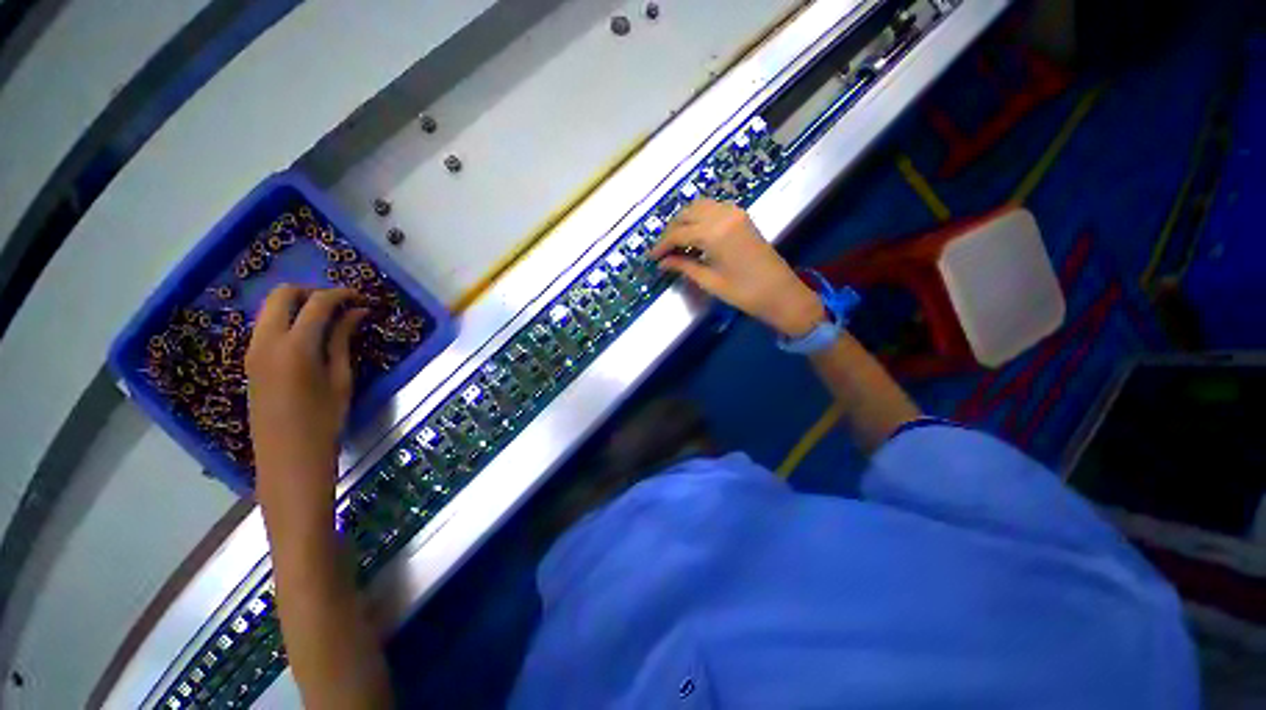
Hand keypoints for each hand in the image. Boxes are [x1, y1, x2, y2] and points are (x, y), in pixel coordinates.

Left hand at [246, 286, 366, 528]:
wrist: (288, 457)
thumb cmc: (325, 420)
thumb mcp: (341, 378)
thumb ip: (343, 340)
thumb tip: (357, 312)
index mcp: (295, 346)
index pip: (317, 303)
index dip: (341, 294)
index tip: (362, 297)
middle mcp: (266, 341)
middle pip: (282, 295)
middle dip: (313, 292)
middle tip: (341, 304)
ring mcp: (252, 350)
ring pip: (271, 309)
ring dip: (299, 305)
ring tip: (329, 319)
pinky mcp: (250, 360)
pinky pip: (267, 326)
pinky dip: (288, 320)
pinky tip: (311, 336)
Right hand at [650, 200, 824, 336]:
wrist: (781, 292)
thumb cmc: (744, 292)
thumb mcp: (709, 281)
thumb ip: (684, 266)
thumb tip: (662, 263)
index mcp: (714, 233)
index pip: (678, 233)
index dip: (662, 245)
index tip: (651, 257)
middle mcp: (723, 215)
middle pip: (687, 213)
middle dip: (671, 230)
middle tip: (663, 250)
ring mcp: (735, 213)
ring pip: (700, 206)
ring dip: (685, 220)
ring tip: (677, 242)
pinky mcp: (742, 217)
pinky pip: (714, 208)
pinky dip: (700, 217)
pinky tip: (696, 235)